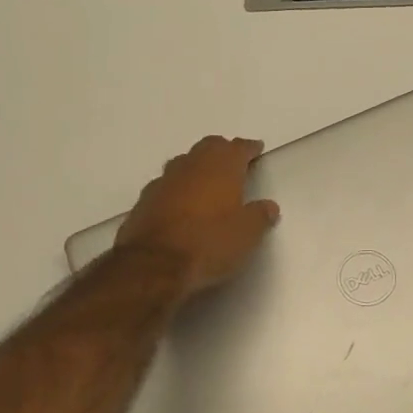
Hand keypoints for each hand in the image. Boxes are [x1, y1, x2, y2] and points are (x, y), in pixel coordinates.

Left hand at [115, 136, 280, 296]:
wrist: (154, 265)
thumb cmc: (209, 243)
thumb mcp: (247, 234)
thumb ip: (260, 216)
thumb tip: (269, 206)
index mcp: (221, 167)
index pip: (238, 148)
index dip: (249, 148)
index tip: (256, 148)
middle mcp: (191, 166)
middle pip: (208, 147)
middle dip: (222, 151)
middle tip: (232, 161)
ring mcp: (163, 182)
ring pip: (183, 163)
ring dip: (196, 168)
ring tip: (205, 181)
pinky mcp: (143, 201)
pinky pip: (165, 186)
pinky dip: (176, 190)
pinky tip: (179, 204)